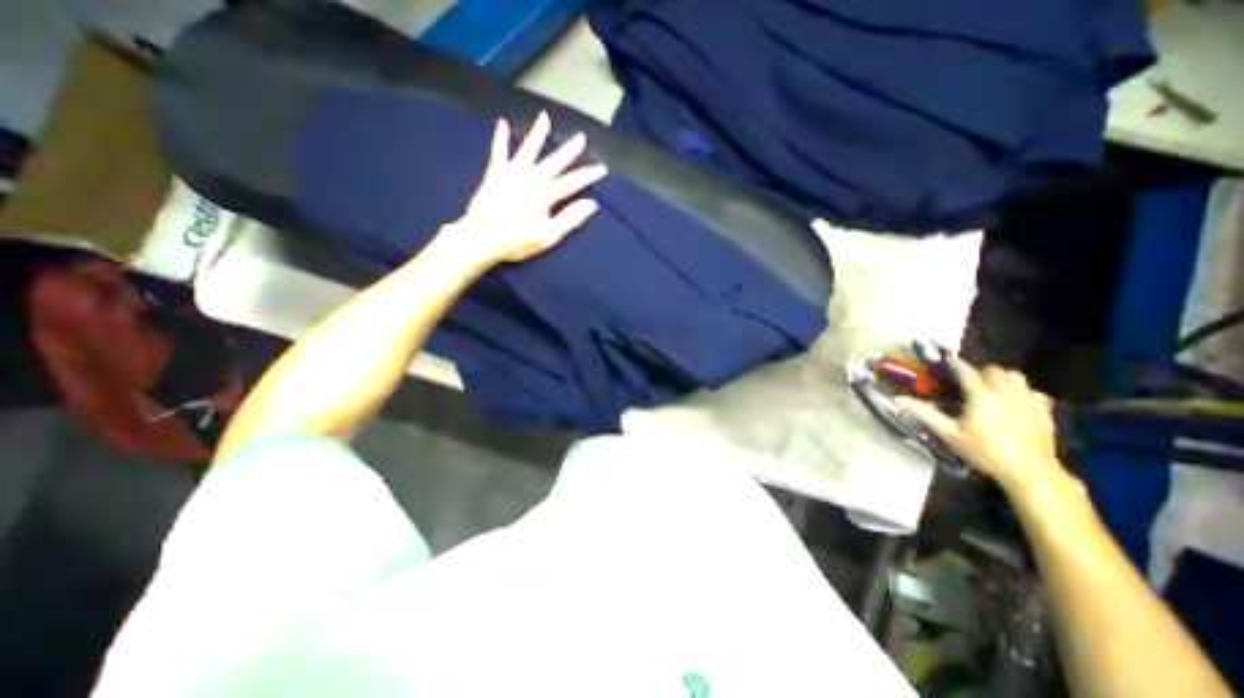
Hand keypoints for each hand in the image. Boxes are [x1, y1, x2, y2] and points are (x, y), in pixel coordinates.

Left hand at [448, 112, 608, 265]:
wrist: (481, 238)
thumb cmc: (518, 241)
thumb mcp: (549, 235)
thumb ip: (570, 218)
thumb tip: (591, 204)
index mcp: (545, 195)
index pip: (572, 182)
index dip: (588, 175)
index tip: (602, 168)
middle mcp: (531, 178)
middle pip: (554, 162)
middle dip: (569, 150)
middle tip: (581, 137)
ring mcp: (511, 174)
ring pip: (529, 150)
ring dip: (538, 134)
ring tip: (545, 116)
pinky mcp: (495, 174)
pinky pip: (499, 153)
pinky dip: (501, 139)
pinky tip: (503, 124)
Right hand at [900, 360, 1073, 494]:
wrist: (1030, 472)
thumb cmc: (984, 451)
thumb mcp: (948, 433)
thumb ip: (924, 413)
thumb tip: (897, 398)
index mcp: (981, 396)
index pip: (967, 372)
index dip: (956, 364)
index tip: (947, 360)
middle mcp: (1006, 393)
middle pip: (995, 370)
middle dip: (981, 372)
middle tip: (969, 382)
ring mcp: (1029, 401)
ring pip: (1017, 377)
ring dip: (1003, 379)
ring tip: (992, 390)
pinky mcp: (1044, 412)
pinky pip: (1035, 392)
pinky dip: (1024, 393)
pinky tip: (1016, 403)